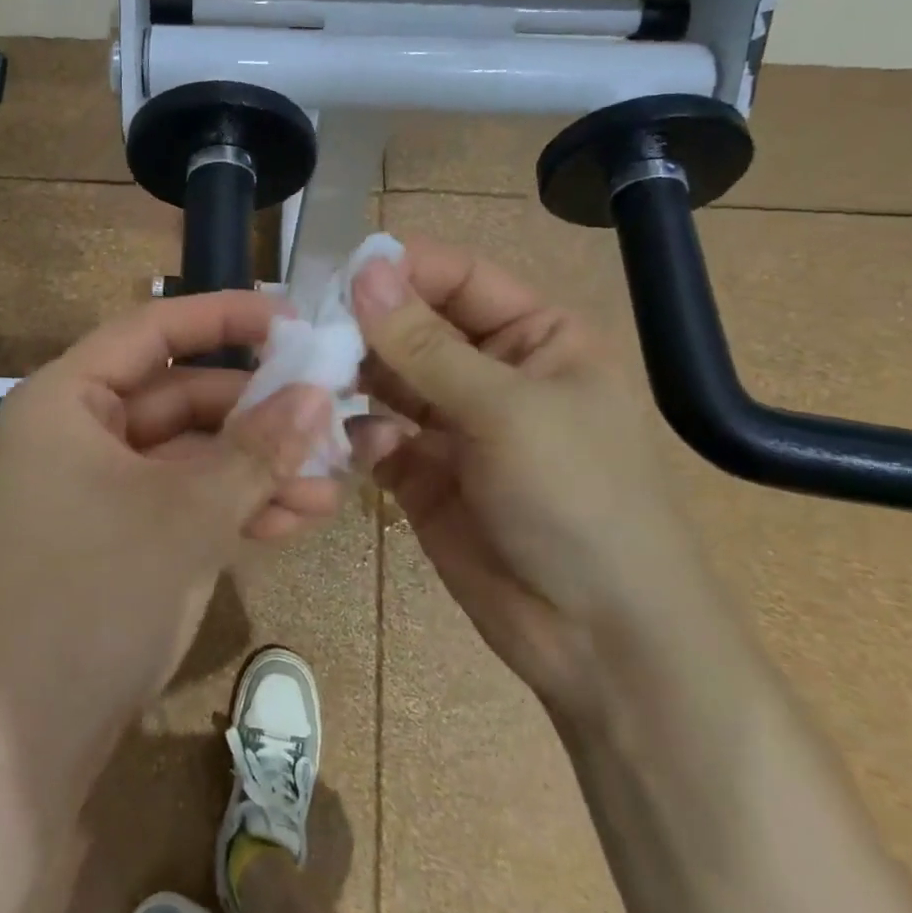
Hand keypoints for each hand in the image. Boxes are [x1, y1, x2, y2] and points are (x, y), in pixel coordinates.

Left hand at [0, 290, 338, 748]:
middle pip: (180, 396)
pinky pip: (181, 499)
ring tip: (332, 482)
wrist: (25, 743)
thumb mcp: (188, 515)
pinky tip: (298, 518)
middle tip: (332, 417)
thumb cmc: (96, 597)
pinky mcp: (115, 534)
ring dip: (257, 468)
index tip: (295, 321)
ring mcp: (95, 486)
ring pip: (189, 454)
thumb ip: (257, 449)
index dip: (226, 318)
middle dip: (259, 415)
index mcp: (67, 399)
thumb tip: (320, 393)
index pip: (153, 329)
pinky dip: (232, 506)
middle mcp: (76, 431)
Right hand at [350, 238, 715, 717]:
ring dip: (353, 379)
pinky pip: (377, 437)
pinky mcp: (423, 475)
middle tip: (308, 332)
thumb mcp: (507, 410)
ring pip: (387, 381)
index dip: (403, 270)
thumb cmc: (578, 499)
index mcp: (537, 337)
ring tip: (315, 383)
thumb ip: (426, 344)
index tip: (338, 275)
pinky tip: (357, 449)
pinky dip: (360, 436)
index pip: (459, 278)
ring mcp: (454, 425)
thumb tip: (365, 270)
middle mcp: (493, 372)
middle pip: (414, 327)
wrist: (603, 642)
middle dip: (366, 328)